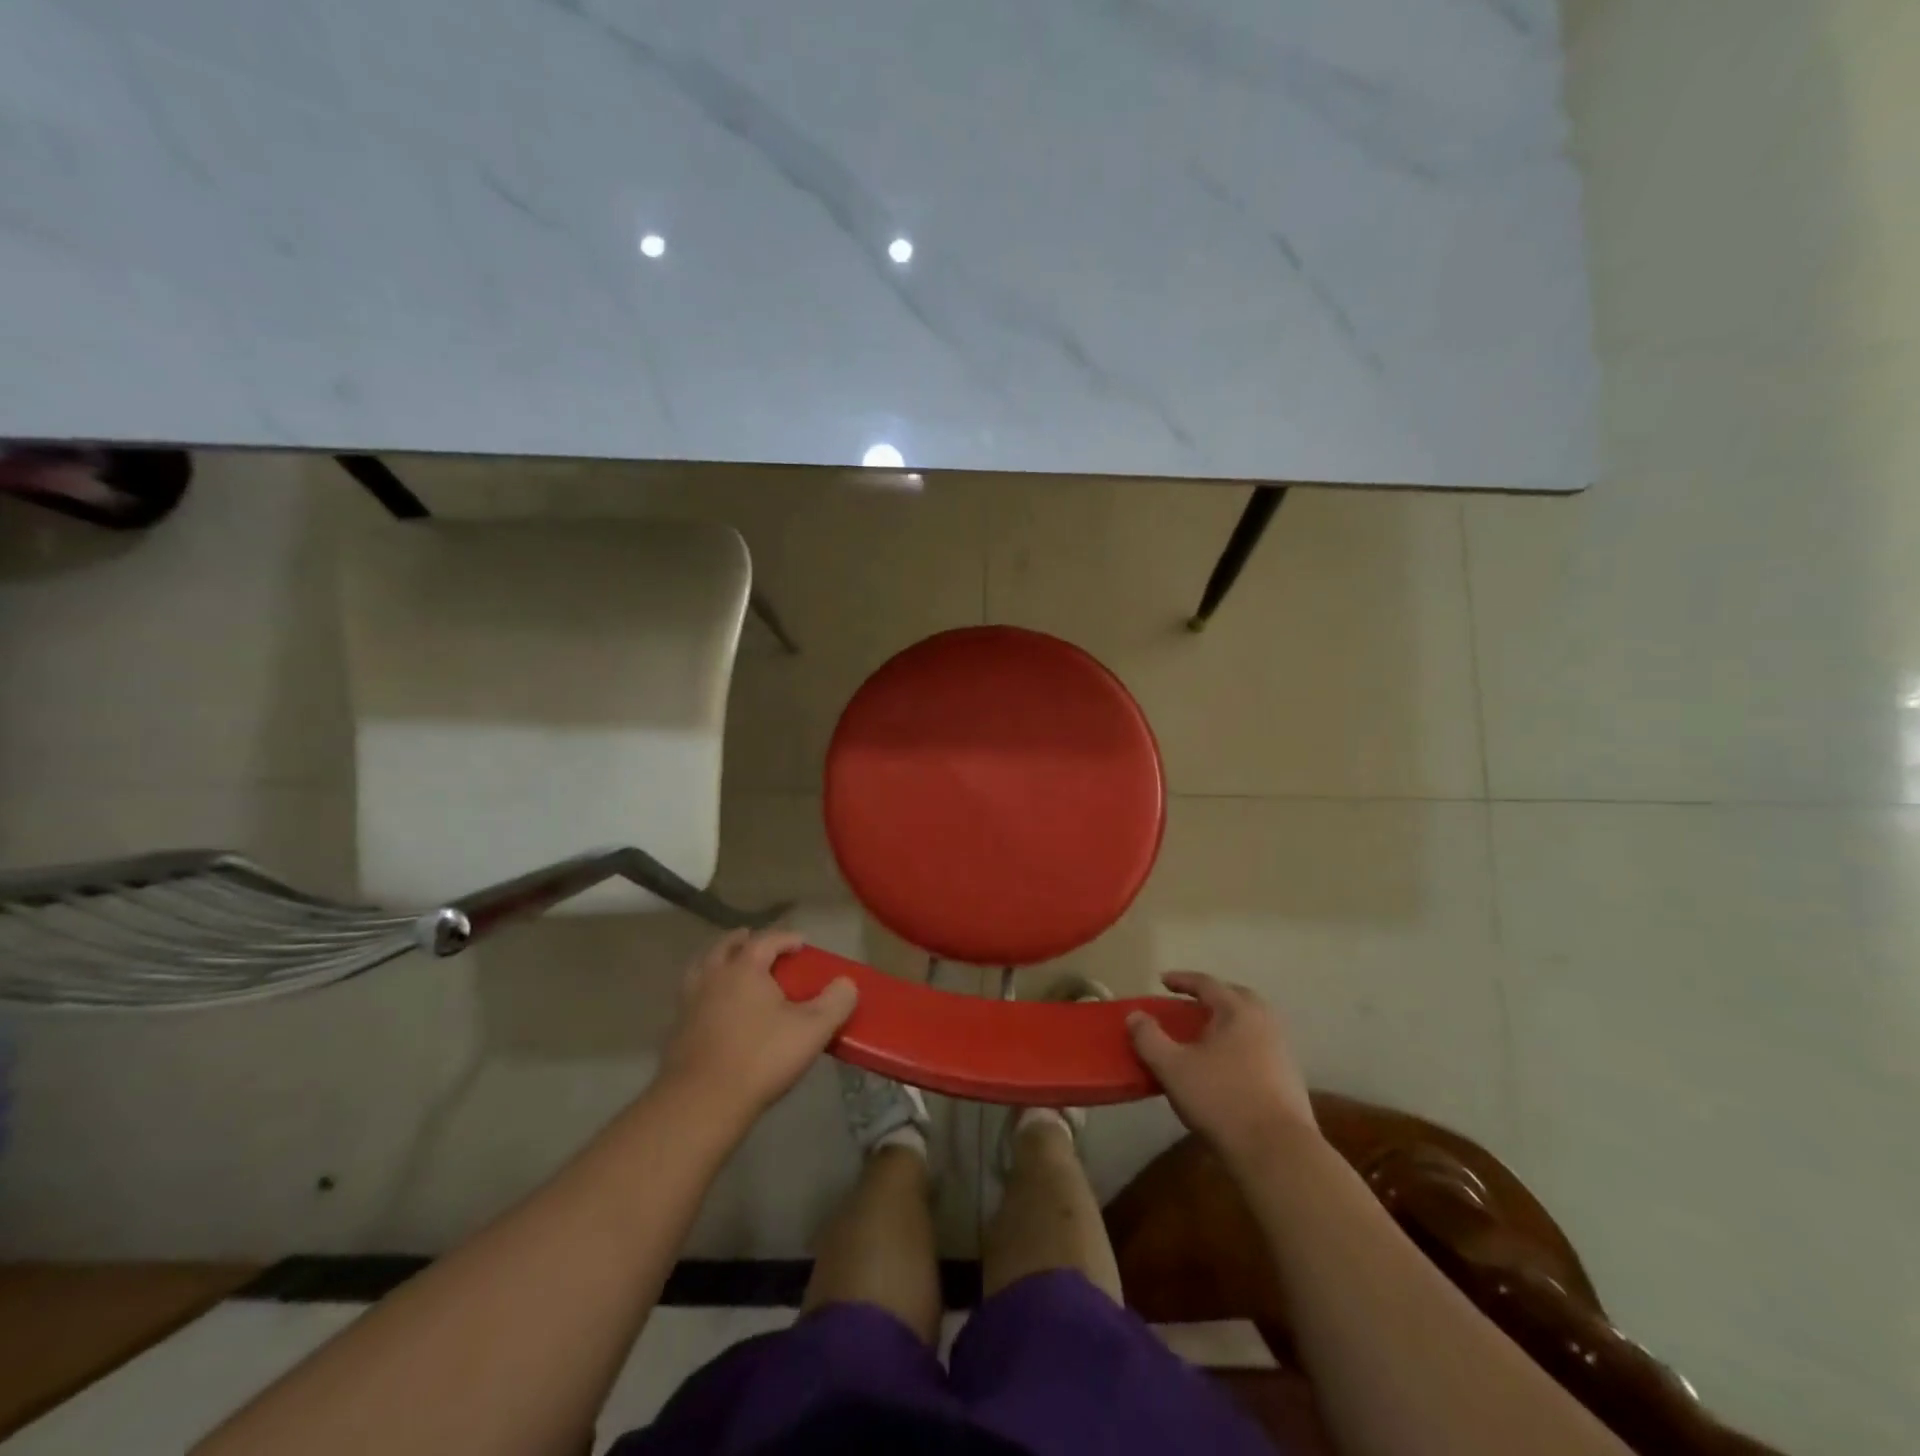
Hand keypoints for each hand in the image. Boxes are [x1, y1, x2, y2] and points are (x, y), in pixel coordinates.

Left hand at [658, 930, 856, 1128]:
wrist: (702, 1102)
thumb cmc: (761, 1058)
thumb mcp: (812, 1030)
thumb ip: (835, 1003)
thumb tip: (848, 983)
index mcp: (745, 968)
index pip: (767, 939)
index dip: (787, 938)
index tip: (802, 943)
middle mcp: (714, 976)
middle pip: (726, 946)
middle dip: (744, 941)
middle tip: (760, 945)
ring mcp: (690, 1001)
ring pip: (702, 967)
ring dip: (717, 960)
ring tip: (731, 967)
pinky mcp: (677, 1028)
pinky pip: (691, 995)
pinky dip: (705, 990)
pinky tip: (715, 1006)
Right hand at [1127, 972, 1317, 1157]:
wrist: (1278, 1153)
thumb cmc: (1221, 1100)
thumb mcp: (1172, 1068)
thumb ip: (1149, 1038)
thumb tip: (1135, 1015)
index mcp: (1238, 1011)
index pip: (1207, 983)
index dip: (1182, 980)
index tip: (1163, 981)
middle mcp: (1265, 1022)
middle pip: (1236, 997)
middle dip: (1212, 996)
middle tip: (1190, 1004)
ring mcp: (1282, 1051)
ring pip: (1252, 1023)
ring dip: (1229, 1022)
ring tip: (1206, 1036)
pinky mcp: (1290, 1079)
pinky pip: (1260, 1047)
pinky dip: (1241, 1045)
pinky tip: (1227, 1066)